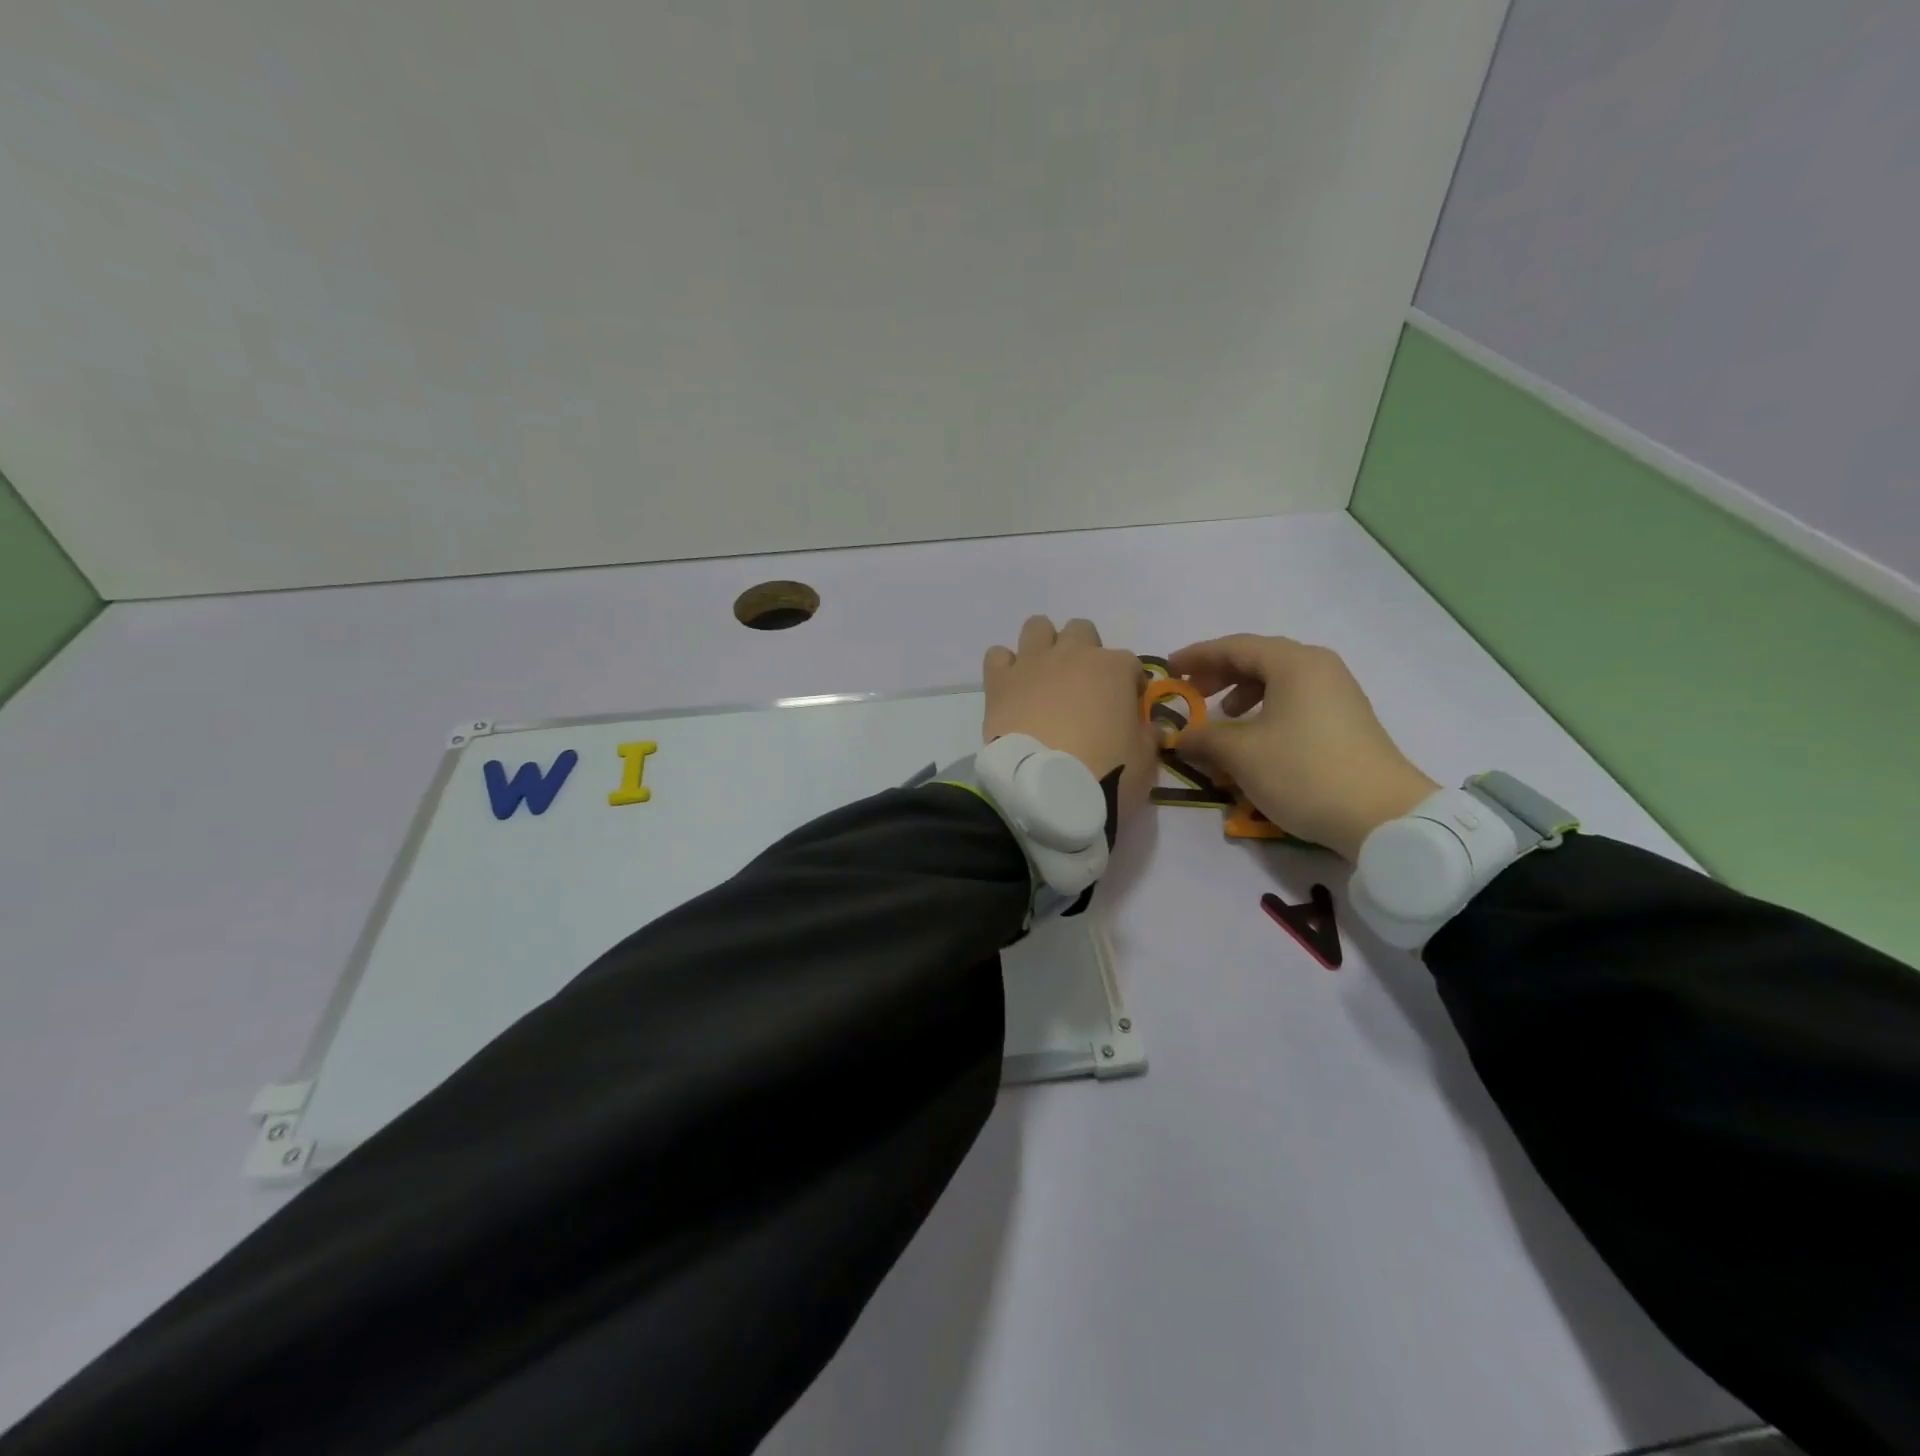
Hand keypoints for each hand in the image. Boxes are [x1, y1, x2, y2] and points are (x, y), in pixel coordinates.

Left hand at [983, 616, 1157, 817]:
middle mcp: (1073, 654)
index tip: (1125, 711)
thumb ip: (1148, 736)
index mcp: (1115, 668)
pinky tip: (1012, 689)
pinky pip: (998, 655)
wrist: (1048, 790)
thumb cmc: (1107, 772)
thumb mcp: (1145, 760)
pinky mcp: (1000, 681)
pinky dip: (1005, 667)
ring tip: (1044, 679)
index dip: (1129, 686)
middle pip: (1081, 631)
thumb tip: (1151, 728)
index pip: (1130, 664)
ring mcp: (1033, 663)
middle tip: (1082, 689)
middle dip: (1084, 652)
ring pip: (1037, 627)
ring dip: (1043, 646)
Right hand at [1167, 635, 1438, 860]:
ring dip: (1243, 691)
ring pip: (1279, 680)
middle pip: (1259, 658)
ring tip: (1223, 715)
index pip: (1235, 646)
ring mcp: (1338, 693)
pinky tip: (1256, 736)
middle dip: (1219, 673)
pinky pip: (1295, 699)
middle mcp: (1319, 668)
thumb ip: (1204, 737)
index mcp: (1294, 664)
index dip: (1198, 656)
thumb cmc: (1304, 772)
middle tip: (1191, 694)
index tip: (1170, 668)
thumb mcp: (1242, 754)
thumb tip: (1179, 736)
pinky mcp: (1346, 720)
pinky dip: (1267, 708)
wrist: (1383, 816)